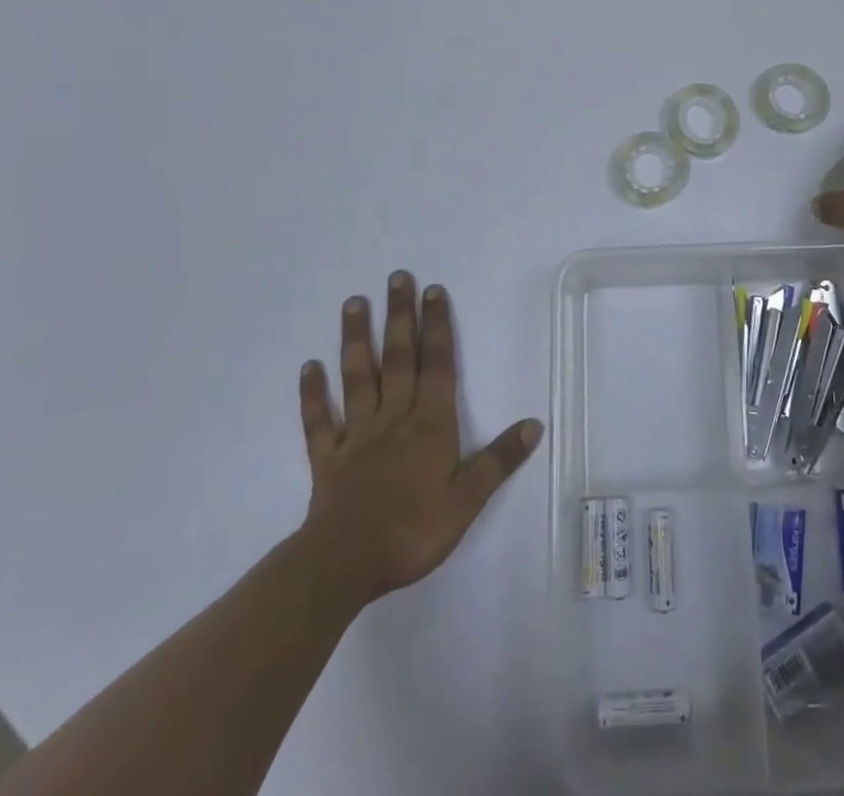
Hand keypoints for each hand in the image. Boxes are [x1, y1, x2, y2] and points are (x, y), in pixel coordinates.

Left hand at [297, 271, 542, 604]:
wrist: (343, 566)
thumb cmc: (412, 531)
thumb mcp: (467, 501)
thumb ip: (498, 460)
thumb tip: (534, 424)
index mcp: (429, 424)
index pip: (436, 365)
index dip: (436, 326)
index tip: (432, 291)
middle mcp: (393, 418)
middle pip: (398, 358)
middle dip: (400, 316)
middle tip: (396, 277)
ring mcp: (356, 435)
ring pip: (358, 378)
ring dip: (356, 339)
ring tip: (354, 302)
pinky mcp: (327, 459)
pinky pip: (319, 421)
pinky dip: (313, 394)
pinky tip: (309, 367)